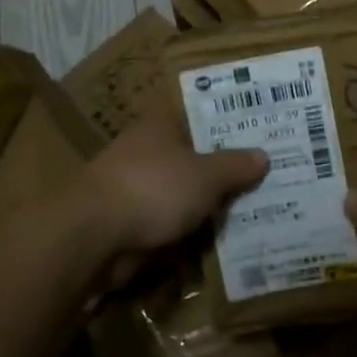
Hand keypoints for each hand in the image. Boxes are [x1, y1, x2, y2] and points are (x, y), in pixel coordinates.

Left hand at [80, 108, 267, 288]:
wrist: (93, 240)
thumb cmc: (153, 189)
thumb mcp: (206, 175)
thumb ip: (235, 165)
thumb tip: (263, 156)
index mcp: (158, 126)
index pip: (196, 114)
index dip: (225, 121)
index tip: (256, 132)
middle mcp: (144, 152)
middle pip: (192, 156)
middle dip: (222, 170)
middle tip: (263, 177)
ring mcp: (134, 189)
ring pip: (181, 194)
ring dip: (206, 206)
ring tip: (250, 212)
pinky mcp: (129, 224)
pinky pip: (170, 225)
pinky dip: (189, 233)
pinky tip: (219, 241)